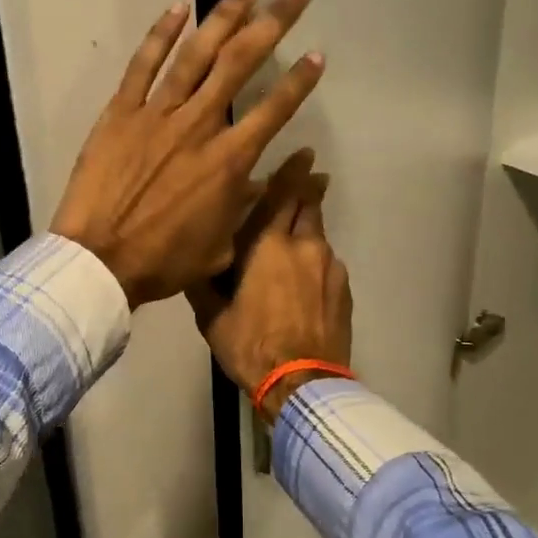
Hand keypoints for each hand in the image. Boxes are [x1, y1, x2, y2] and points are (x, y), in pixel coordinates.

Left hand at [51, 0, 324, 307]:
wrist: (99, 260)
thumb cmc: (164, 260)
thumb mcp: (220, 244)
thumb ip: (245, 205)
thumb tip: (267, 178)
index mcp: (229, 160)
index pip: (274, 109)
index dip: (299, 80)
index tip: (318, 54)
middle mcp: (199, 125)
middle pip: (241, 63)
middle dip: (274, 22)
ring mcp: (158, 114)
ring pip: (197, 54)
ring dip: (225, 16)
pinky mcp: (121, 112)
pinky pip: (143, 65)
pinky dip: (161, 34)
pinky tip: (179, 7)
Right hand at [188, 149, 352, 418]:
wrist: (302, 383)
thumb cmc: (250, 345)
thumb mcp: (211, 315)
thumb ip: (204, 281)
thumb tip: (193, 259)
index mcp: (268, 245)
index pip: (283, 195)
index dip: (293, 172)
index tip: (304, 154)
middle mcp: (304, 246)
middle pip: (310, 206)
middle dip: (309, 190)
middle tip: (311, 179)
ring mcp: (330, 267)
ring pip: (319, 235)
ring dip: (310, 229)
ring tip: (301, 238)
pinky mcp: (344, 289)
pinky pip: (329, 263)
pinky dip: (318, 262)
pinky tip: (308, 281)